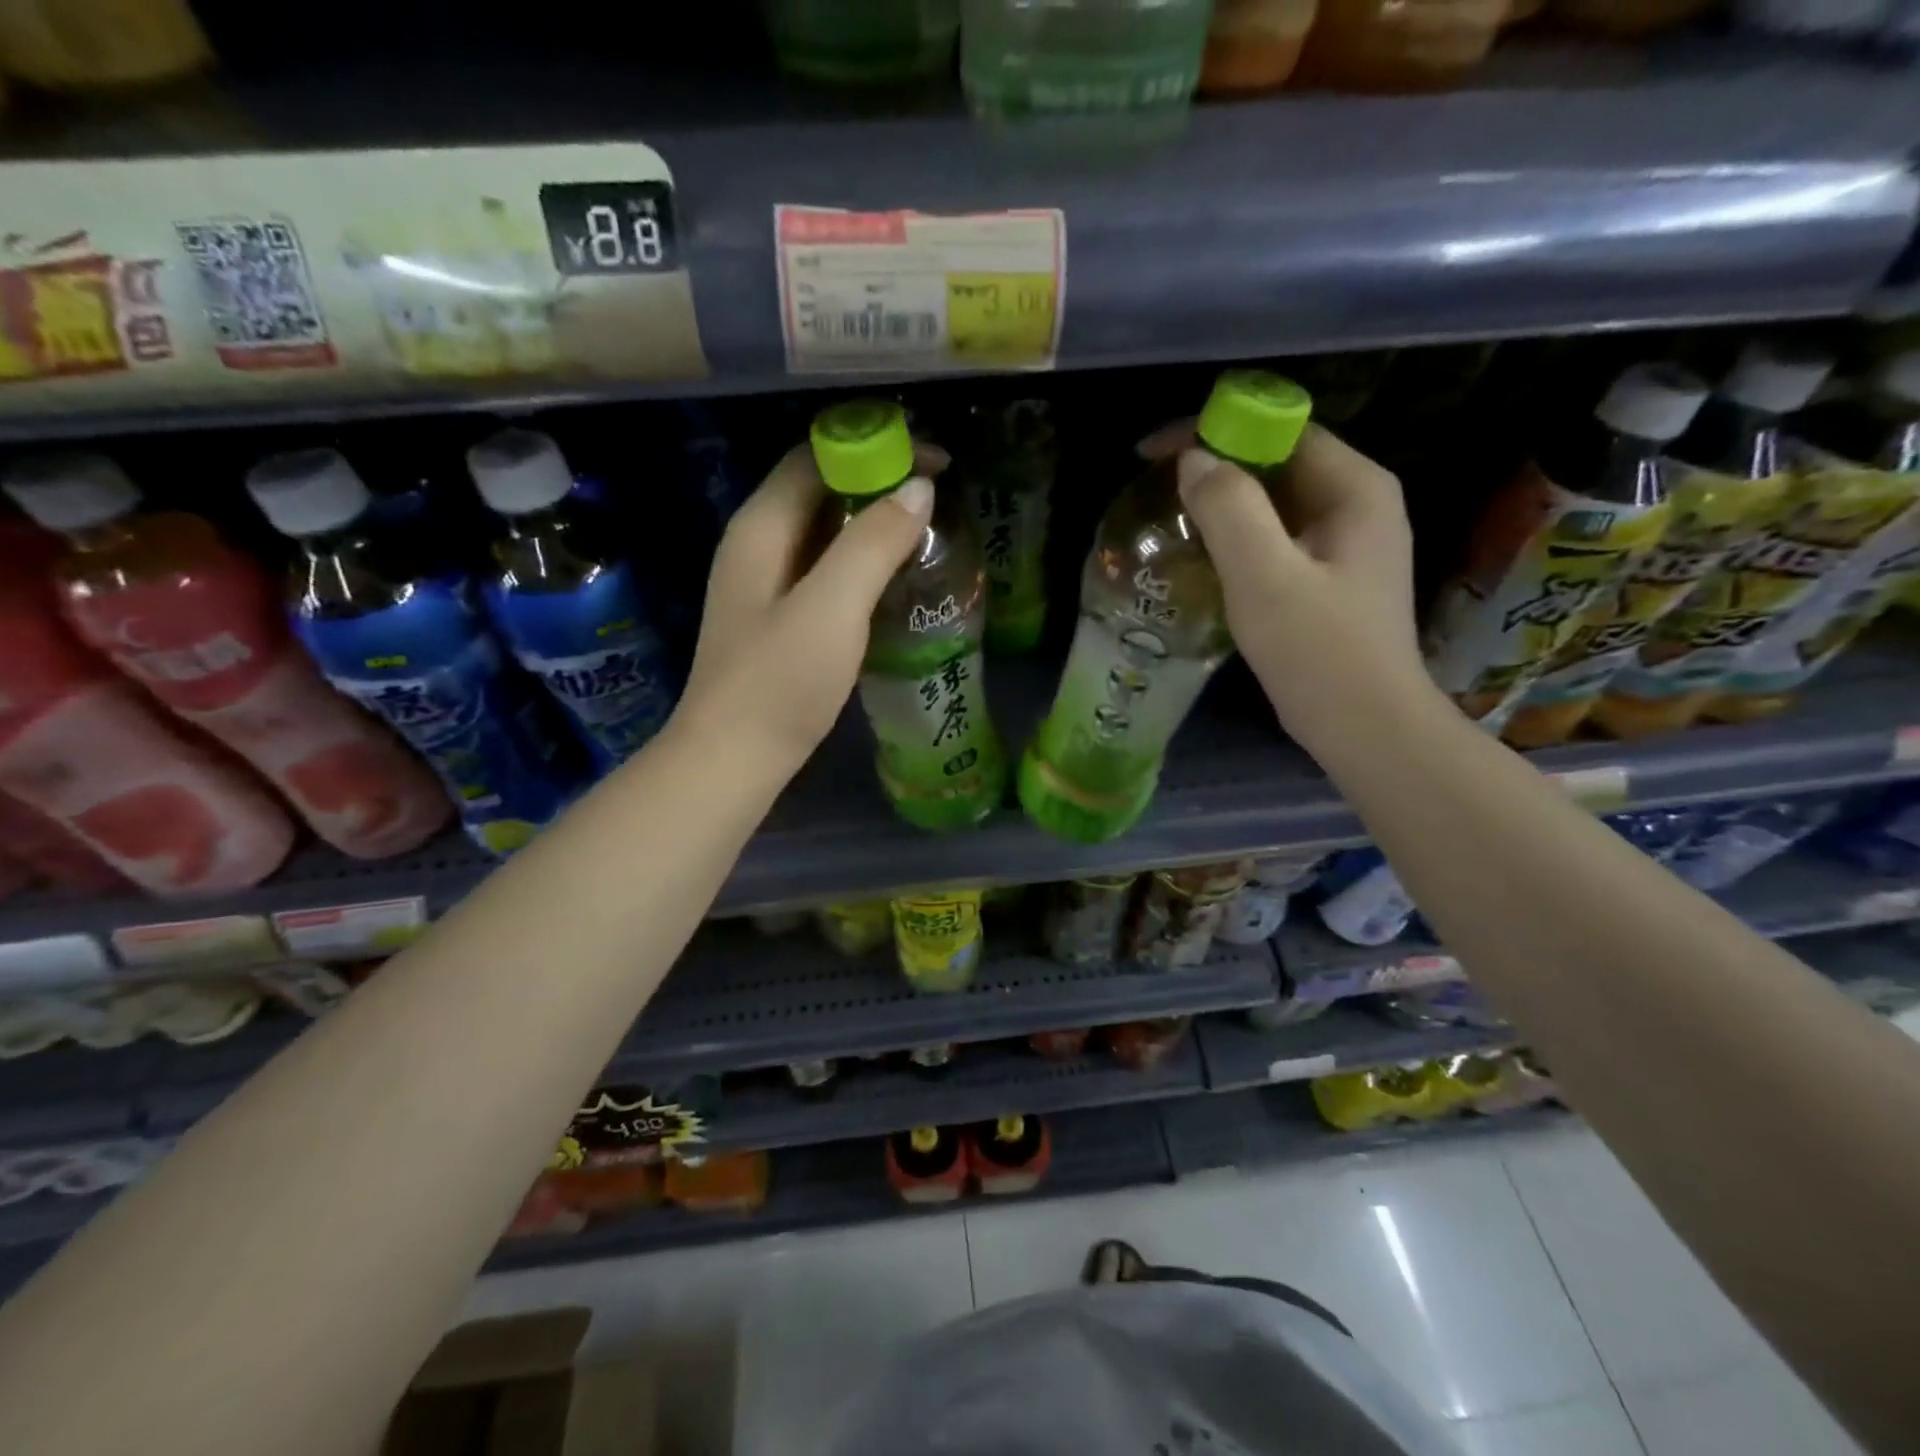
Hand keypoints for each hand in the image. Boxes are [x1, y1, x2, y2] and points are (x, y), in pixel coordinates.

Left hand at [676, 442, 938, 775]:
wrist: (732, 760)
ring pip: (823, 530)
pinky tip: (892, 579)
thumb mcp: (832, 608)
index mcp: (761, 527)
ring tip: (926, 531)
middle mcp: (757, 544)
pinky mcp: (778, 617)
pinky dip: (860, 559)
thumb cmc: (779, 683)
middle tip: (938, 497)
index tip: (935, 462)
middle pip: (819, 488)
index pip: (816, 455)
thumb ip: (872, 543)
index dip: (874, 446)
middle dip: (877, 481)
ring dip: (871, 522)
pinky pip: (824, 567)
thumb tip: (918, 487)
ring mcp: (764, 583)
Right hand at [1151, 423, 1430, 748]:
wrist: (1365, 728)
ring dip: (1221, 505)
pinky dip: (1236, 538)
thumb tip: (1193, 459)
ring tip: (1169, 522)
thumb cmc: (1318, 652)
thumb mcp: (1265, 577)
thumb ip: (1229, 509)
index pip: (1280, 428)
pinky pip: (1275, 537)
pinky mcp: (1329, 575)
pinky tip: (1202, 559)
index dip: (1215, 429)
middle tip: (1156, 491)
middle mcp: (1357, 502)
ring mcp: (1345, 541)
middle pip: (1276, 461)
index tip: (1155, 453)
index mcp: (1354, 487)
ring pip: (1272, 501)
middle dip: (1214, 467)